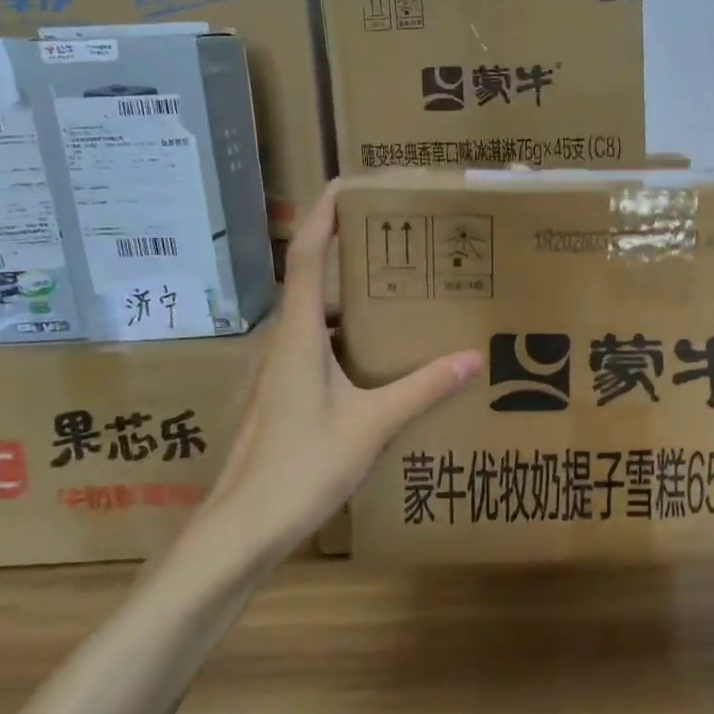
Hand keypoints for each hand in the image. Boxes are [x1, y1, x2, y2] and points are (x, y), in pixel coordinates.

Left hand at [188, 184, 480, 552]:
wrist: (242, 530)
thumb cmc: (300, 469)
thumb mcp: (372, 425)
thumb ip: (422, 389)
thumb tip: (472, 358)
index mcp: (298, 336)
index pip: (305, 257)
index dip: (322, 215)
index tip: (348, 184)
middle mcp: (282, 344)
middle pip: (310, 280)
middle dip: (346, 251)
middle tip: (396, 239)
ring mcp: (277, 373)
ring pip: (314, 318)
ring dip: (348, 299)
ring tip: (397, 294)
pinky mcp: (281, 397)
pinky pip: (315, 349)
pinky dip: (345, 338)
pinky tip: (378, 360)